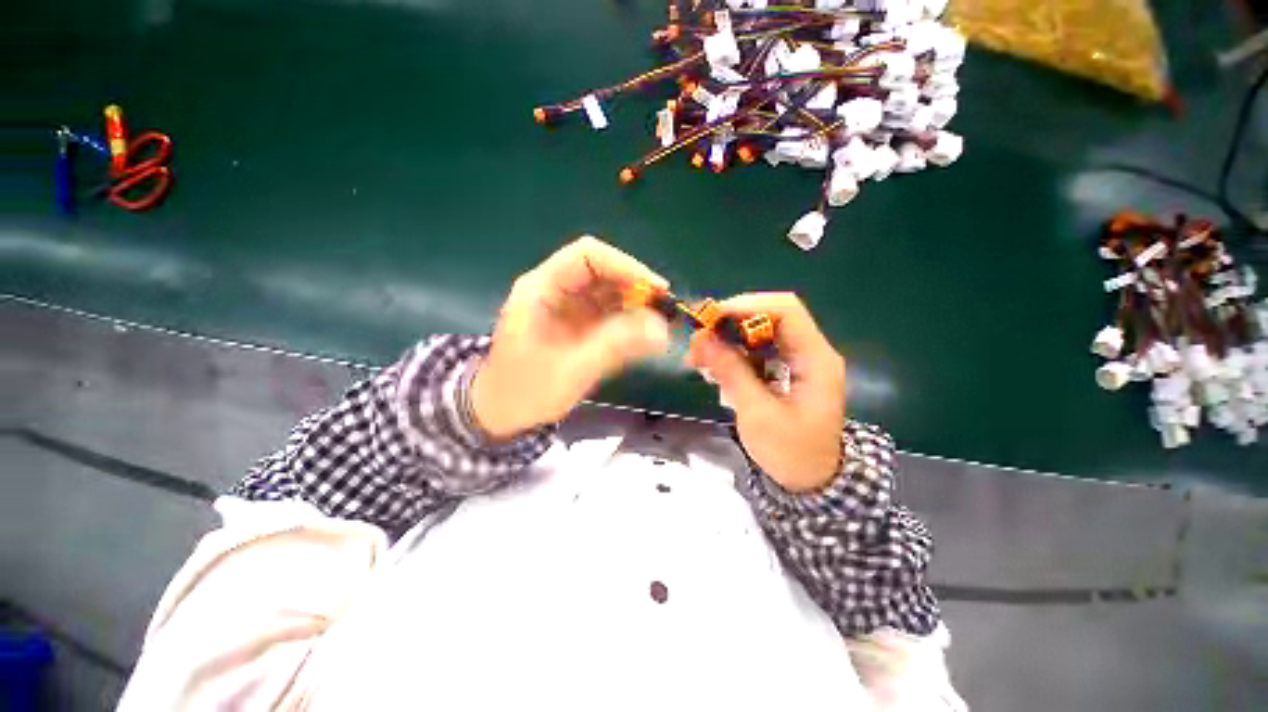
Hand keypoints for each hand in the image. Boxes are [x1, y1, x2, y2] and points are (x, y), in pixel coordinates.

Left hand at [471, 236, 671, 438]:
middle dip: (635, 287)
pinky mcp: (578, 325)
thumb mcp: (571, 369)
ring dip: (636, 305)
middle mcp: (556, 290)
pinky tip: (645, 336)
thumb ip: (615, 346)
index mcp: (542, 288)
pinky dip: (630, 322)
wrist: (501, 415)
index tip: (656, 289)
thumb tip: (662, 329)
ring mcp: (568, 308)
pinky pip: (609, 314)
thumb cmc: (525, 391)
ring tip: (659, 325)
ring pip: (609, 293)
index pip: (587, 255)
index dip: (625, 265)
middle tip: (664, 311)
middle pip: (602, 272)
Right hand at [686, 293, 846, 491]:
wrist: (810, 481)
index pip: (786, 310)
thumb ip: (731, 372)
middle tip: (698, 342)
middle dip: (729, 325)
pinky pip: (754, 352)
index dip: (747, 306)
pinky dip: (731, 355)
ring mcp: (796, 361)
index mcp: (815, 359)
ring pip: (757, 334)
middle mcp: (808, 352)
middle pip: (768, 318)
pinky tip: (714, 370)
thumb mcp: (757, 413)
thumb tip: (701, 338)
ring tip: (699, 360)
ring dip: (726, 341)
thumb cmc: (790, 452)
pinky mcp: (782, 371)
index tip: (711, 318)